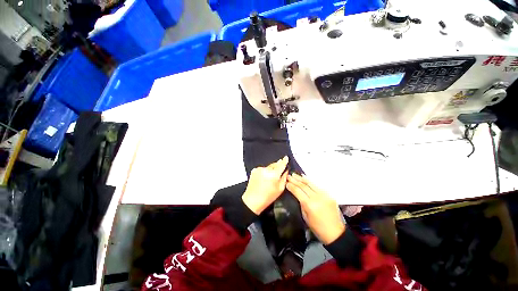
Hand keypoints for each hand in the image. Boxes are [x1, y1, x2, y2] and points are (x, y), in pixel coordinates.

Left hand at [242, 156, 288, 214]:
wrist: (252, 200)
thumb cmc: (267, 197)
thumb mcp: (280, 189)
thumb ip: (284, 178)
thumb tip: (285, 171)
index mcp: (274, 174)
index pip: (281, 164)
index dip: (284, 161)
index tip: (286, 158)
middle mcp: (266, 170)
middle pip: (274, 165)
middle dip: (277, 167)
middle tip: (277, 174)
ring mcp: (259, 169)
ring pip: (268, 167)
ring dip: (270, 170)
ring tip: (268, 180)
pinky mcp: (254, 170)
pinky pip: (262, 169)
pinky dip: (264, 172)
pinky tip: (263, 179)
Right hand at [287, 173, 345, 244]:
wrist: (335, 233)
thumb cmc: (318, 228)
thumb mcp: (305, 216)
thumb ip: (301, 203)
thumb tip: (297, 193)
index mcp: (309, 205)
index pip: (297, 191)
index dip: (291, 186)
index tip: (286, 182)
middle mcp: (317, 197)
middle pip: (303, 186)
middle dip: (295, 180)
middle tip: (289, 176)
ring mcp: (324, 195)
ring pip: (310, 183)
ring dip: (302, 178)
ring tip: (295, 174)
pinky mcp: (329, 195)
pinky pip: (317, 186)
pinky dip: (310, 181)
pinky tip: (305, 178)